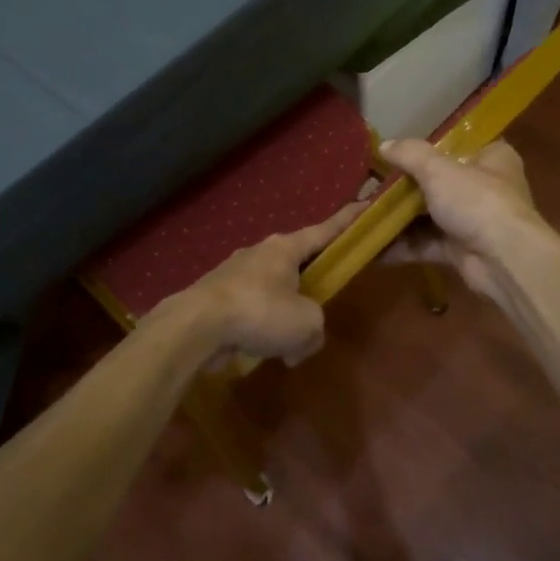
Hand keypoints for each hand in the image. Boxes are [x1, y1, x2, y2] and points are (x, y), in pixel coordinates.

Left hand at [150, 202, 365, 366]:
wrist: (196, 325)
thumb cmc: (260, 312)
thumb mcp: (307, 324)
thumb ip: (316, 329)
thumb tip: (301, 342)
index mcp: (285, 248)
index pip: (325, 230)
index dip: (347, 221)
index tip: (363, 206)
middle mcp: (259, 253)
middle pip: (295, 262)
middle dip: (309, 281)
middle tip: (320, 298)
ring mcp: (233, 273)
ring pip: (271, 291)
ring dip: (282, 314)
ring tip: (288, 345)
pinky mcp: (216, 297)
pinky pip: (249, 311)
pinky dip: (260, 329)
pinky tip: (262, 354)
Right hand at [379, 139, 544, 299]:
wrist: (503, 260)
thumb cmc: (477, 200)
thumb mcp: (439, 169)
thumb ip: (410, 154)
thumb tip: (384, 145)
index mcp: (492, 158)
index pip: (460, 144)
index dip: (431, 146)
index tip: (399, 149)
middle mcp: (485, 187)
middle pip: (439, 182)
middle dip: (405, 187)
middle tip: (371, 184)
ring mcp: (473, 221)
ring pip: (429, 215)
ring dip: (398, 218)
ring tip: (363, 214)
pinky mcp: (460, 250)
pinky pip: (425, 244)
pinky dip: (401, 245)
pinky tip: (371, 245)